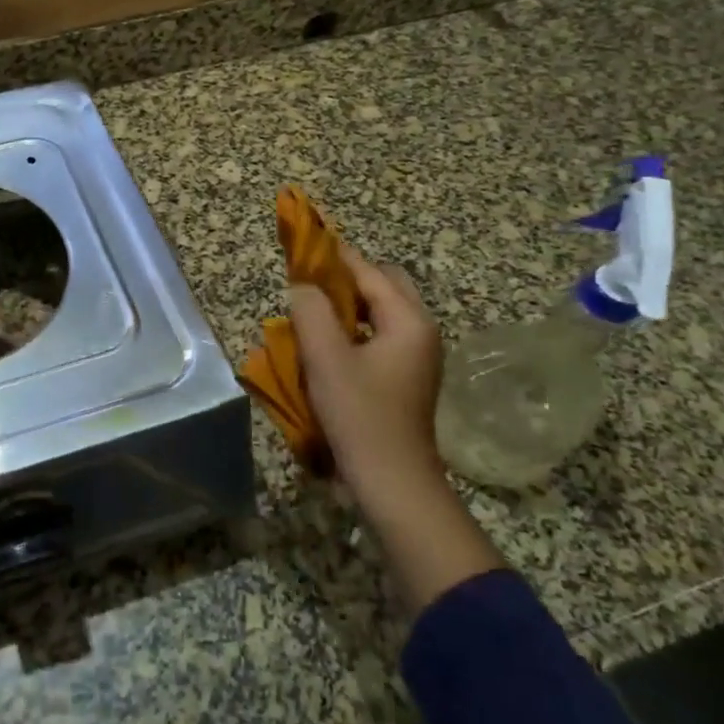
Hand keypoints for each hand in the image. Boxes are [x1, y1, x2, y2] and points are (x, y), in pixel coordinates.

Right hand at [288, 246, 447, 519]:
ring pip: (381, 311)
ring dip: (349, 303)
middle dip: (346, 277)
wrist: (392, 482)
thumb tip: (303, 286)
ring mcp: (417, 355)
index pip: (368, 271)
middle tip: (308, 281)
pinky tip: (327, 342)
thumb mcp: (326, 358)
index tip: (304, 241)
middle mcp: (420, 331)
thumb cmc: (360, 415)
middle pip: (383, 285)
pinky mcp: (406, 376)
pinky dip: (354, 327)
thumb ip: (311, 311)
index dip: (334, 255)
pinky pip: (379, 334)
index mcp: (408, 321)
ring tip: (312, 308)